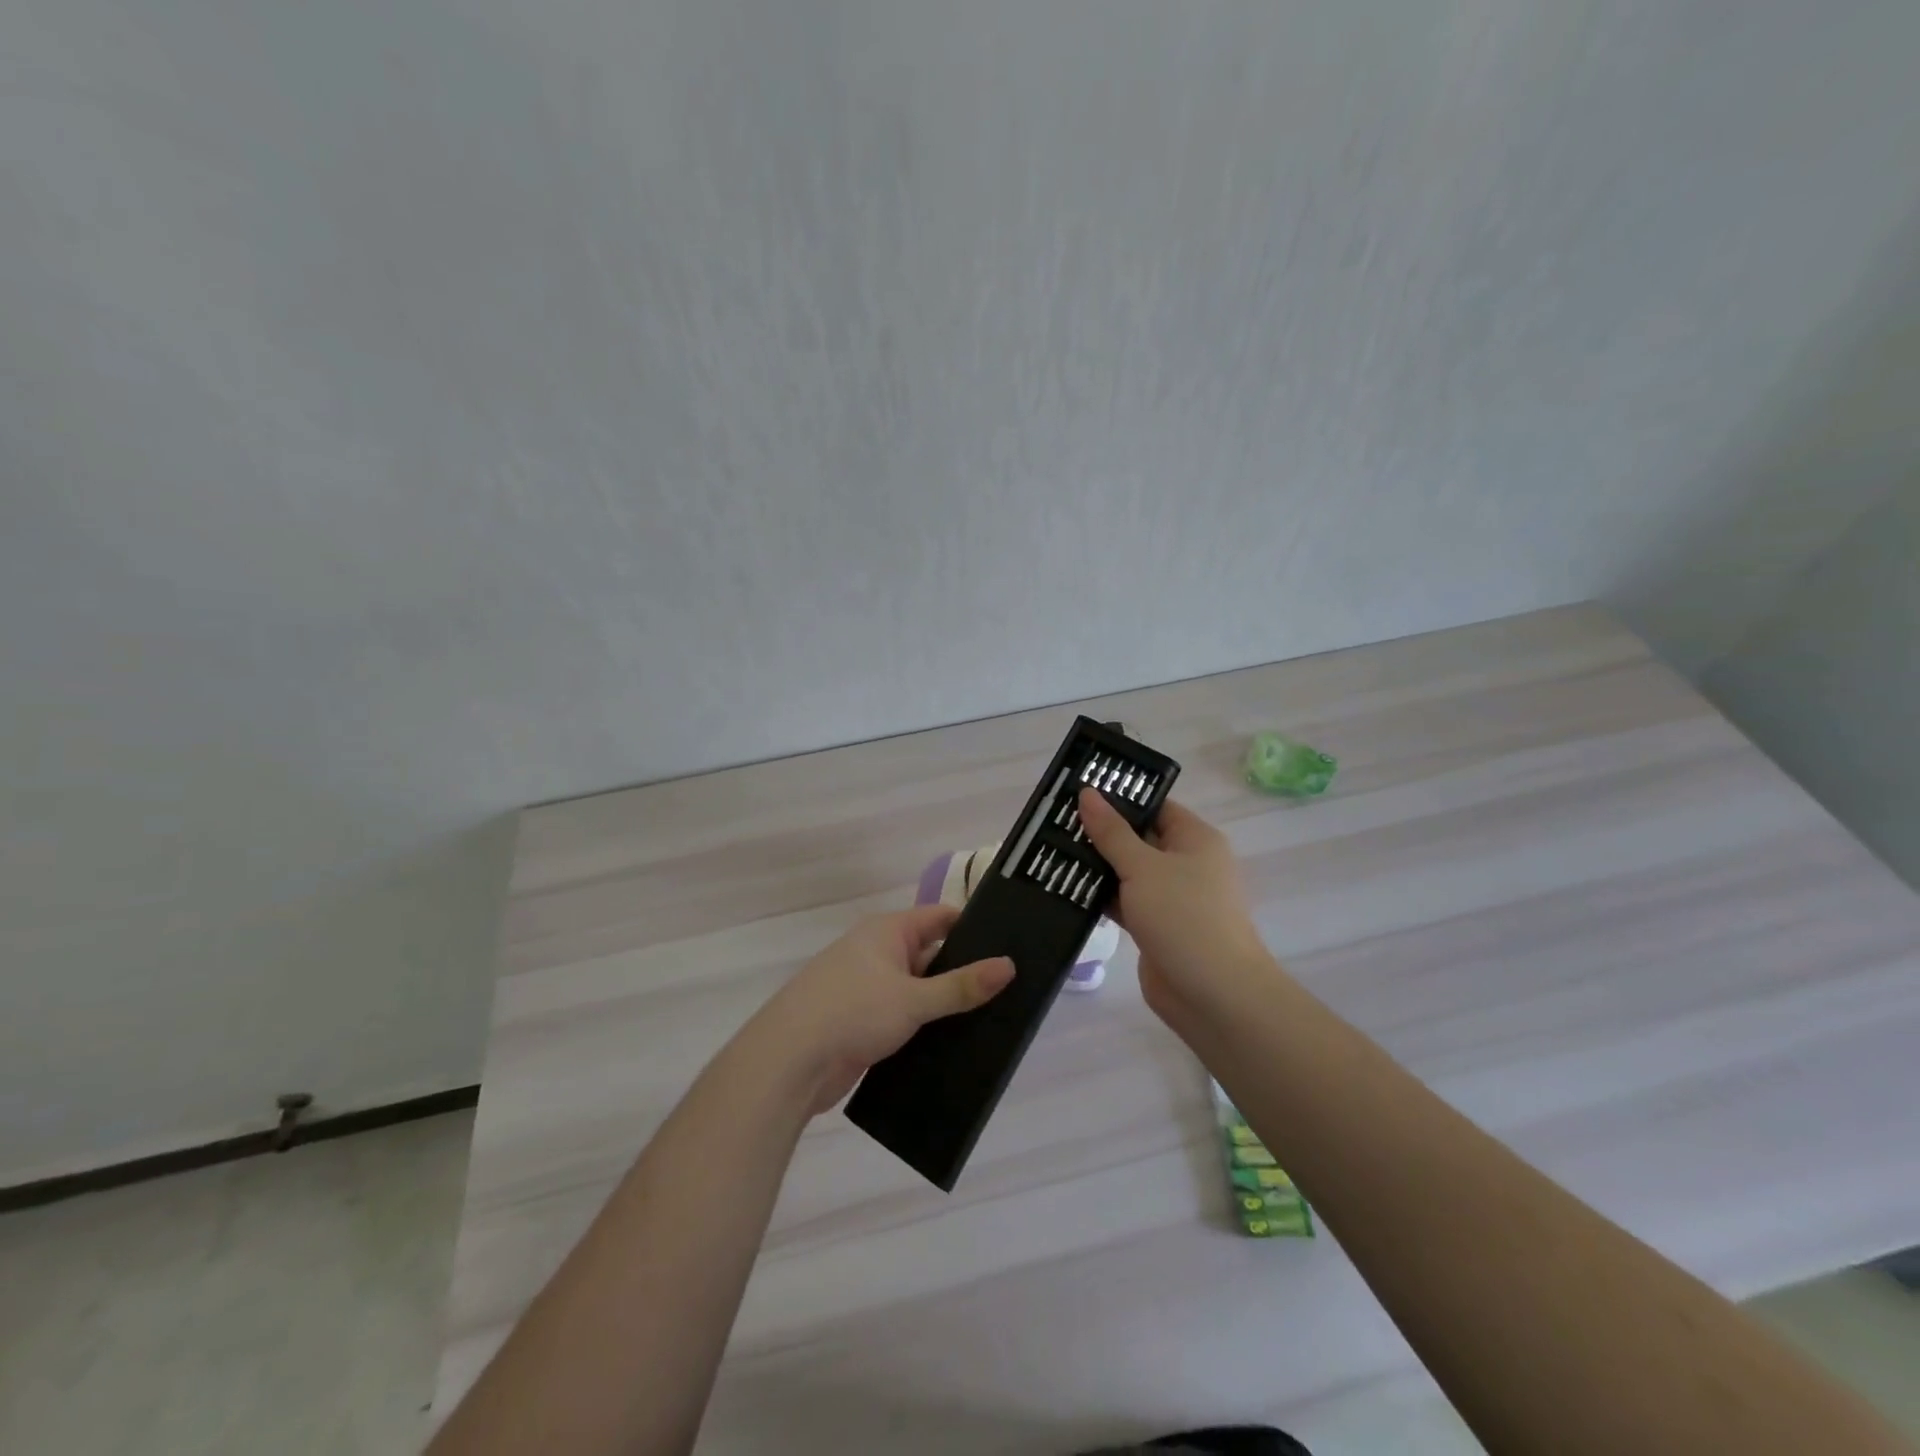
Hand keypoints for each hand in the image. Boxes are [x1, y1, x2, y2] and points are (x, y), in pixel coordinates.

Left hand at [749, 905, 1013, 1113]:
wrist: (788, 1063)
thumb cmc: (852, 1012)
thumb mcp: (914, 998)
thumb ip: (961, 985)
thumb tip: (1009, 965)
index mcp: (887, 931)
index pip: (940, 918)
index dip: (974, 929)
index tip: (1011, 945)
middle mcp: (877, 953)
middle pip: (932, 955)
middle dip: (964, 972)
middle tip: (1011, 988)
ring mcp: (868, 990)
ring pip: (919, 991)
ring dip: (946, 1005)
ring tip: (995, 1019)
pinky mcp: (863, 1024)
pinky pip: (905, 1019)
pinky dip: (927, 1028)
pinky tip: (958, 1045)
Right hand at [1078, 788, 1273, 1028]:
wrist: (1213, 994)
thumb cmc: (1184, 917)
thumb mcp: (1143, 867)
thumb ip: (1111, 832)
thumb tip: (1087, 793)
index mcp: (1194, 839)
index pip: (1155, 806)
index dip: (1119, 798)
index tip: (1077, 792)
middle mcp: (1185, 863)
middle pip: (1138, 837)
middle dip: (1100, 832)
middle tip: (1054, 820)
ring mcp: (1171, 897)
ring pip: (1128, 871)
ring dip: (1096, 865)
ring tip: (1049, 849)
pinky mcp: (1156, 926)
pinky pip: (1124, 901)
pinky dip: (1101, 896)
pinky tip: (1065, 887)